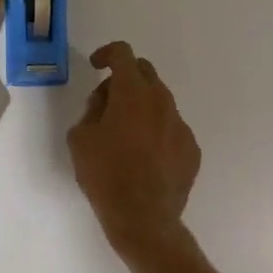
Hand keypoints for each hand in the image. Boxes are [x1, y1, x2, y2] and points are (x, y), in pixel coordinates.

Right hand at [68, 41, 201, 263]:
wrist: (143, 219)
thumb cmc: (105, 175)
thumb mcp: (80, 138)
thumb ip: (92, 111)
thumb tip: (105, 105)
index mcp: (132, 93)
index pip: (123, 54)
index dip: (107, 54)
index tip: (96, 66)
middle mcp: (161, 102)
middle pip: (145, 72)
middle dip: (125, 78)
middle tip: (107, 102)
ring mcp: (181, 125)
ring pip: (160, 101)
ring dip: (141, 106)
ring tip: (124, 135)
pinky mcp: (191, 149)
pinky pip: (171, 128)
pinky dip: (156, 131)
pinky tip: (144, 157)